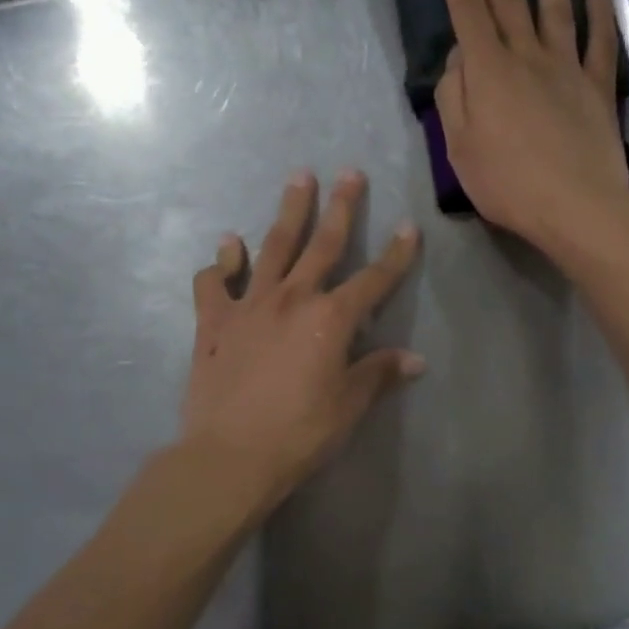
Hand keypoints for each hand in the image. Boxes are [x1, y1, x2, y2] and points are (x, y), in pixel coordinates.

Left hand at [180, 169, 423, 510]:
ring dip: (288, 212)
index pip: (374, 280)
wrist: (230, 456)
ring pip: (271, 248)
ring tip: (298, 179)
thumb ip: (378, 374)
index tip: (408, 227)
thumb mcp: (348, 405)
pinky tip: (226, 248)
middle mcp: (292, 299)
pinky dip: (221, 263)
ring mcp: (248, 305)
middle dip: (340, 207)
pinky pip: (214, 282)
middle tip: (349, 172)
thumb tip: (415, 360)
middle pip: (322, 245)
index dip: (396, 254)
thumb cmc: (299, 433)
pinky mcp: (213, 322)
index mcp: (331, 319)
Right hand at [434, 0, 628, 249]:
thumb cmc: (508, 184)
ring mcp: (567, 68)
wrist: (577, 206)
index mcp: (488, 72)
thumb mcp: (460, 149)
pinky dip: (599, 11)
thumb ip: (453, 98)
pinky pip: (599, 41)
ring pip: (555, 6)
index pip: (466, 11)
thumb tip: (457, 59)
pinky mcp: (597, 87)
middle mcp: (527, 57)